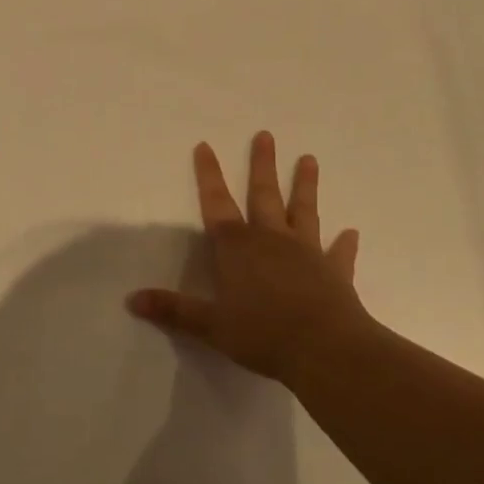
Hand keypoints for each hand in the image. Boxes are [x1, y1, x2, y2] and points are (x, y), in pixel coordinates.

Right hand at [128, 132, 370, 382]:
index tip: (205, 145)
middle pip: (263, 195)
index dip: (209, 175)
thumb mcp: (210, 325)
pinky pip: (339, 254)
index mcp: (237, 247)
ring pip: (304, 211)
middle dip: (261, 165)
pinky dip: (344, 244)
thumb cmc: (262, 333)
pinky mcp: (334, 272)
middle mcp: (271, 240)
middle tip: (265, 135)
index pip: (217, 204)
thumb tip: (132, 300)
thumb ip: (174, 310)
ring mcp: (306, 252)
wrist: (325, 349)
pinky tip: (351, 233)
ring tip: (309, 159)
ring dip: (305, 185)